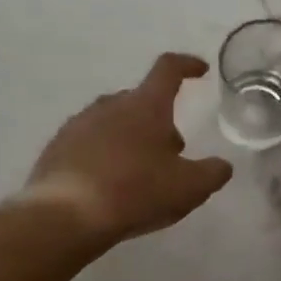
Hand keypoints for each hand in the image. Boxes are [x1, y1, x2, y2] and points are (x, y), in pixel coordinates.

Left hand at [17, 53, 233, 246]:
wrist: (65, 215)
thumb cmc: (135, 192)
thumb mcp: (188, 188)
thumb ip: (212, 173)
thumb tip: (222, 165)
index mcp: (145, 106)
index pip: (168, 70)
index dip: (187, 66)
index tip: (200, 70)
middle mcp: (110, 105)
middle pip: (141, 100)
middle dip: (160, 120)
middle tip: (172, 152)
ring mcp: (79, 124)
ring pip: (113, 121)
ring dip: (131, 138)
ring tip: (140, 172)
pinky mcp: (58, 147)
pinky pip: (89, 142)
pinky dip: (104, 154)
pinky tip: (108, 184)